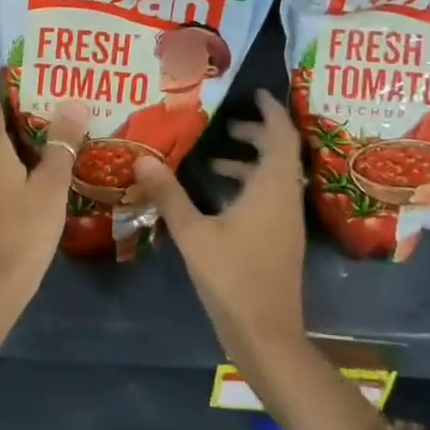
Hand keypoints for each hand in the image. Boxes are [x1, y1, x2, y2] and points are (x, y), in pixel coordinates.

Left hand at [0, 99, 89, 311]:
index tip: (41, 108)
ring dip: (8, 162)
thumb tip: (74, 102)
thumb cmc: (21, 231)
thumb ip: (61, 144)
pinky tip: (25, 202)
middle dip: (17, 134)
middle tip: (53, 139)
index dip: (11, 103)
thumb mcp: (51, 187)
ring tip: (44, 170)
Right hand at [129, 90, 305, 371]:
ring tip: (214, 159)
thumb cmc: (232, 278)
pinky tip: (219, 197)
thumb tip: (143, 157)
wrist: (267, 336)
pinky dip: (250, 185)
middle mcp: (285, 199)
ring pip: (275, 177)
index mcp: (271, 189)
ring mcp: (287, 222)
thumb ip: (169, 194)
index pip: (282, 136)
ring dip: (251, 162)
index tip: (256, 93)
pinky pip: (271, 196)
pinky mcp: (282, 239)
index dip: (272, 111)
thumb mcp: (193, 234)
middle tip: (225, 125)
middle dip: (256, 134)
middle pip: (281, 153)